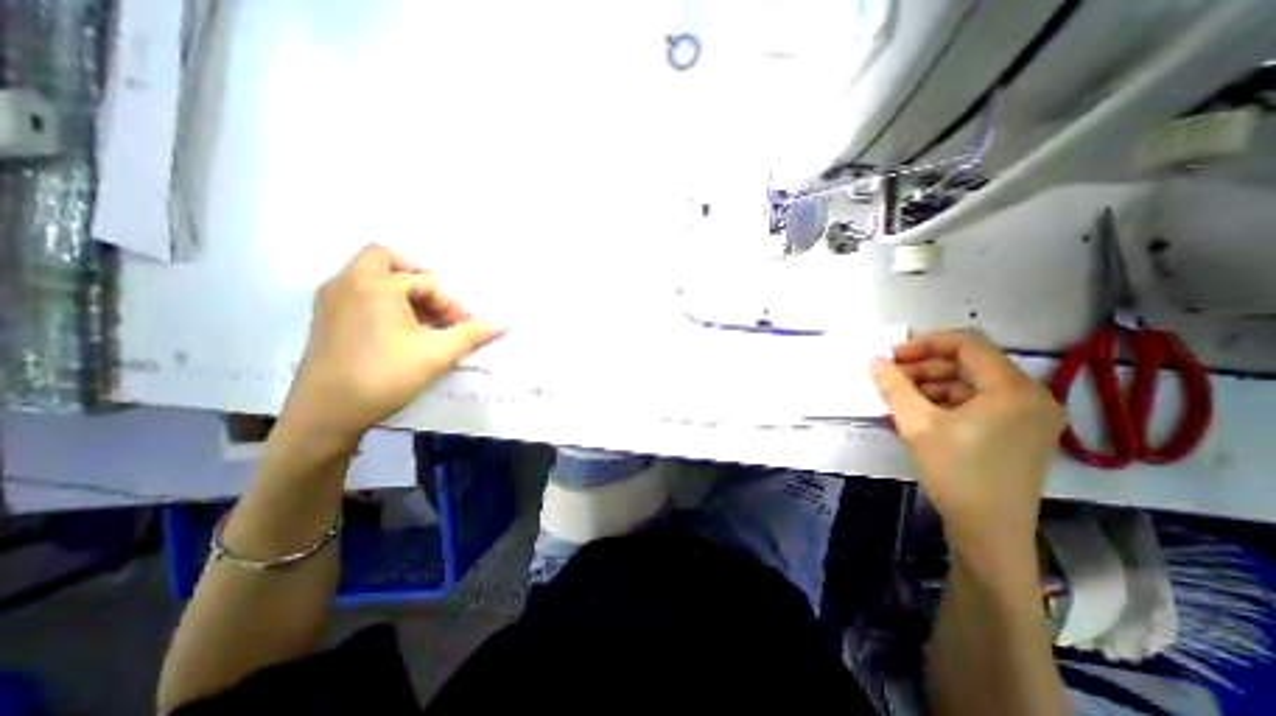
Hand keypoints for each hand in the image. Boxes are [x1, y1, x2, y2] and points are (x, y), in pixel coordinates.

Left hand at [280, 249, 500, 444]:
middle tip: (435, 305)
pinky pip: (357, 292)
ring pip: (369, 276)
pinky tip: (397, 332)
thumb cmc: (384, 376)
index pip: (426, 283)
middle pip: (385, 259)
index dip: (450, 304)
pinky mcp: (323, 317)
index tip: (461, 328)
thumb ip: (472, 334)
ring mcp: (330, 299)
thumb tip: (504, 324)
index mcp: (375, 285)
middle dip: (417, 278)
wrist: (326, 413)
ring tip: (421, 323)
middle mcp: (347, 282)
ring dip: (400, 290)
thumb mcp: (437, 354)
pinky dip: (381, 301)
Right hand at [868, 330, 1068, 560]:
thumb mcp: (917, 425)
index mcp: (1013, 389)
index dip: (926, 343)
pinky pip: (978, 403)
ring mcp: (1028, 416)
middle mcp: (1030, 396)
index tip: (893, 356)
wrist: (990, 532)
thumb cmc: (956, 473)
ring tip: (900, 398)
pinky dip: (946, 401)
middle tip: (891, 378)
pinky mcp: (1018, 432)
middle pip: (970, 363)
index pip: (968, 344)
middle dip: (925, 366)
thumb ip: (894, 387)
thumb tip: (874, 361)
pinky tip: (919, 413)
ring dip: (932, 384)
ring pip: (971, 383)